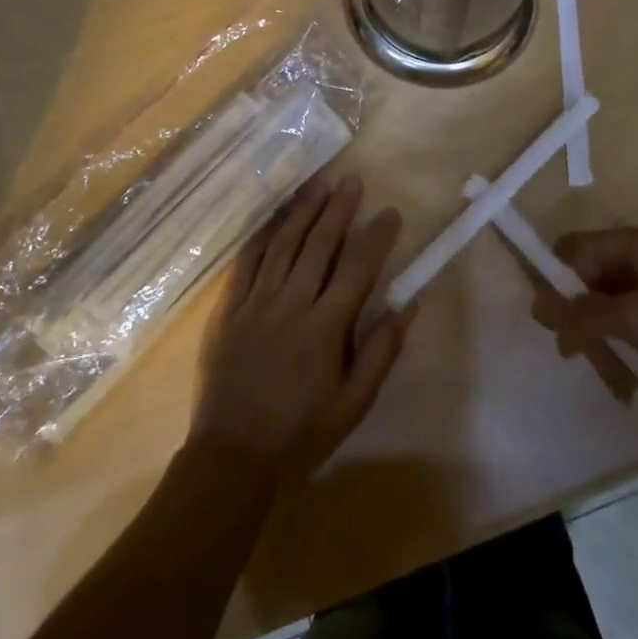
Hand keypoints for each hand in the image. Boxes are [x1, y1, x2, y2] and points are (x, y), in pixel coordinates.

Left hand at [190, 173, 412, 481]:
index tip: (390, 212)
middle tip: (351, 180)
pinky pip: (246, 262)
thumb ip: (381, 352)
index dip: (376, 238)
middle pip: (318, 246)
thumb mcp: (353, 406)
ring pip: (282, 245)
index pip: (356, 269)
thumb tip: (409, 305)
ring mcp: (255, 303)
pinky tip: (274, 216)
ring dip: (302, 211)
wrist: (231, 458)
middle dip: (338, 209)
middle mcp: (290, 305)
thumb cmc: (301, 434)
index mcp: (324, 329)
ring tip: (318, 184)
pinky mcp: (228, 309)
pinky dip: (262, 235)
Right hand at [550, 227, 637, 435]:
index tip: (548, 321)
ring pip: (615, 307)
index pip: (580, 247)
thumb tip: (536, 304)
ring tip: (611, 378)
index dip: (557, 279)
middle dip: (581, 316)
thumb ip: (583, 312)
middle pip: (596, 277)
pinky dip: (628, 349)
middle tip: (576, 356)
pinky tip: (631, 382)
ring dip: (604, 340)